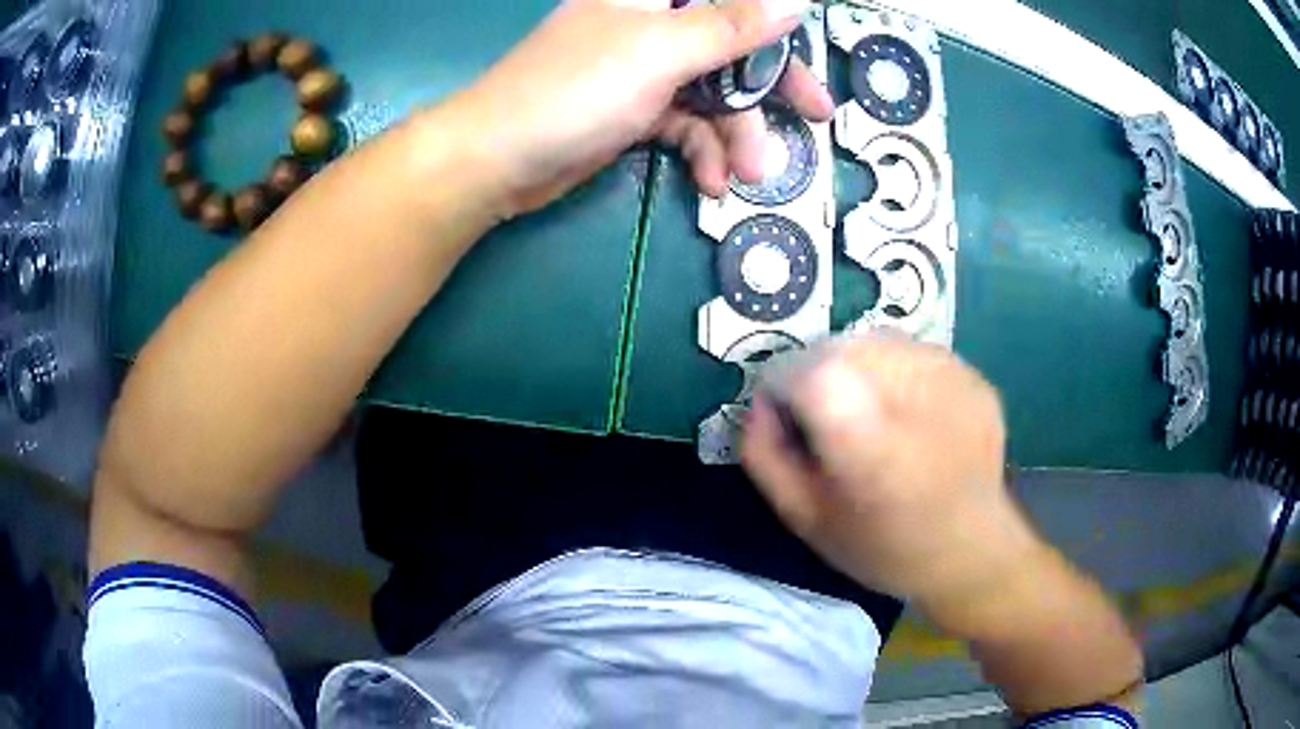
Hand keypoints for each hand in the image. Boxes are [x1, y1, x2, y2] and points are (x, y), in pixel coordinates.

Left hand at [456, 0, 832, 213]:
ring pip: (713, 91)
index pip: (730, 0)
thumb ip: (732, 25)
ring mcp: (644, 68)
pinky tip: (710, 182)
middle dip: (769, 85)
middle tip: (816, 115)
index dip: (771, 21)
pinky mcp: (636, 110)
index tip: (806, 45)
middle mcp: (652, 23)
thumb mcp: (661, 51)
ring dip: (737, 134)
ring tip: (749, 174)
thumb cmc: (574, 89)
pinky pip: (686, 125)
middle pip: (732, 43)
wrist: (497, 160)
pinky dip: (702, 151)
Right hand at [742, 336, 1044, 617]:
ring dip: (854, 363)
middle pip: (842, 346)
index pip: (811, 374)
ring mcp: (955, 384)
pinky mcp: (975, 378)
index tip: (785, 412)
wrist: (971, 551)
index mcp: (872, 452)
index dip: (783, 383)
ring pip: (877, 340)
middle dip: (815, 369)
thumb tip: (759, 401)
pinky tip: (906, 411)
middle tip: (823, 414)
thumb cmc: (882, 547)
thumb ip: (766, 457)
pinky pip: (913, 350)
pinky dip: (893, 368)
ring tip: (867, 410)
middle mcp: (919, 404)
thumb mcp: (806, 520)